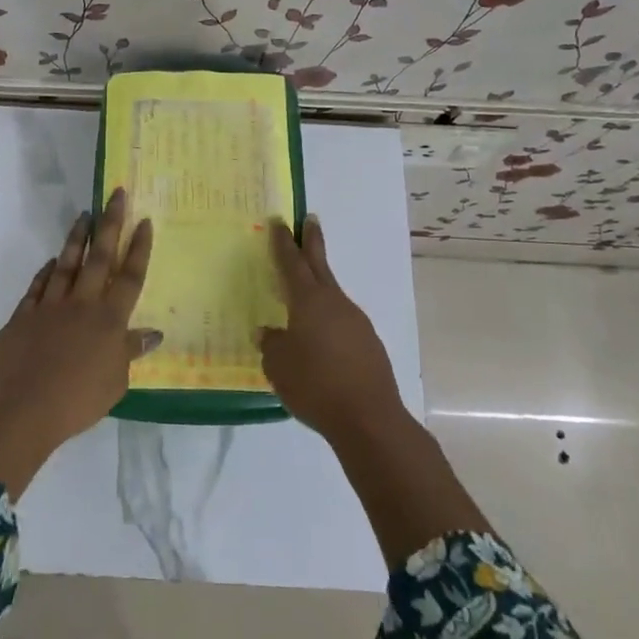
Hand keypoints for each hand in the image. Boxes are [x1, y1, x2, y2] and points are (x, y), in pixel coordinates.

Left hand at [0, 188, 158, 440]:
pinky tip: (52, 260)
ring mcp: (50, 306)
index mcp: (109, 320)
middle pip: (100, 257)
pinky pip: (39, 285)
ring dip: (77, 238)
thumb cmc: (77, 401)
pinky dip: (47, 271)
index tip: (144, 221)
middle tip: (116, 194)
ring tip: (85, 214)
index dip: (139, 248)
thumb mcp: (115, 383)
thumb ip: (130, 352)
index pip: (130, 277)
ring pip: (67, 263)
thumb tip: (152, 333)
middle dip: (110, 223)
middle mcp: (82, 304)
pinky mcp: (24, 314)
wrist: (21, 409)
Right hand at [260, 216, 403, 442]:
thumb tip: (270, 332)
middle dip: (312, 241)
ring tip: (303, 294)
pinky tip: (321, 339)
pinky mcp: (368, 343)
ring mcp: (355, 321)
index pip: (291, 263)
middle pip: (319, 264)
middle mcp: (334, 302)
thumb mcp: (279, 366)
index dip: (283, 242)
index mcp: (308, 301)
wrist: (368, 418)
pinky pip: (341, 321)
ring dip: (319, 286)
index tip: (279, 221)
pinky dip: (328, 319)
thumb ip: (272, 344)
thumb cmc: (315, 386)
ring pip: (331, 295)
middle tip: (309, 219)